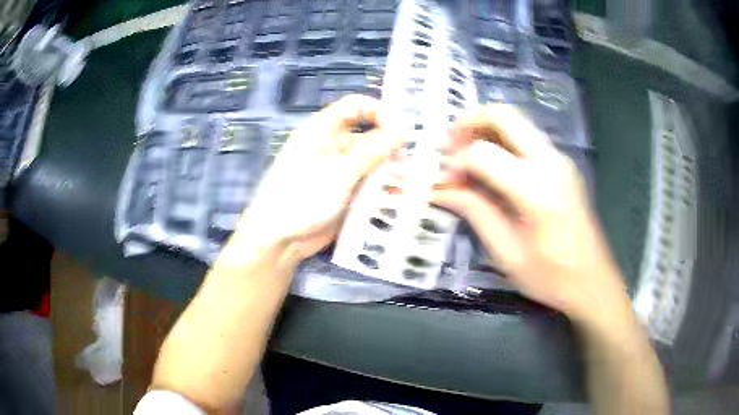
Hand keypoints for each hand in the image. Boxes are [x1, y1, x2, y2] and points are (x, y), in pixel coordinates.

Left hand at [235, 95, 399, 260]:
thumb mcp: (340, 170)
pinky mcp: (344, 193)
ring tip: (412, 181)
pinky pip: (368, 184)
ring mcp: (338, 171)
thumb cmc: (303, 197)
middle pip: (368, 135)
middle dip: (391, 145)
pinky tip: (399, 196)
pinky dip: (382, 188)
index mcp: (323, 129)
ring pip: (371, 162)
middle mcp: (332, 145)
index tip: (403, 129)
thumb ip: (374, 149)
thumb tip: (404, 127)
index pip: (356, 106)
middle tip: (416, 160)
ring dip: (390, 169)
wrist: (279, 239)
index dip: (380, 111)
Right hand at [434, 105, 629, 324]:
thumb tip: (441, 190)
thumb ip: (475, 213)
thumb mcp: (507, 254)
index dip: (457, 164)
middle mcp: (551, 163)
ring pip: (517, 121)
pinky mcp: (563, 164)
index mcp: (537, 191)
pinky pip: (527, 137)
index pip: (484, 154)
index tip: (447, 184)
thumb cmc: (551, 277)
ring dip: (486, 129)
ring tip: (466, 155)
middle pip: (504, 115)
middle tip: (449, 146)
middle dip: (469, 122)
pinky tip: (492, 167)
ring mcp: (561, 159)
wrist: (593, 282)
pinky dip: (502, 140)